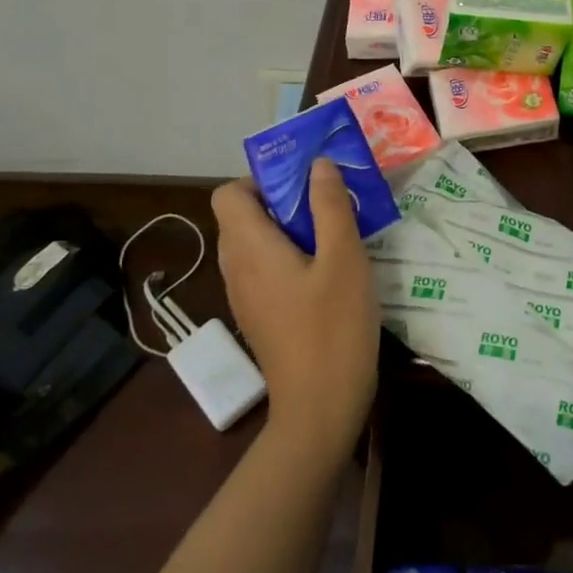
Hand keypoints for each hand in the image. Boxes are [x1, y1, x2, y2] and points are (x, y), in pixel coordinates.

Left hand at [210, 161, 379, 461]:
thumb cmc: (333, 327)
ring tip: (334, 235)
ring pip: (255, 243)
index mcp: (249, 247)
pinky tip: (329, 273)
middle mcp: (236, 268)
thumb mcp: (343, 258)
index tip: (304, 185)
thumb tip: (317, 164)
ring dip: (290, 229)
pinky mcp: (260, 316)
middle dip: (283, 200)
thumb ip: (330, 206)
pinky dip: (289, 257)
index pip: (228, 193)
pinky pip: (264, 269)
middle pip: (242, 216)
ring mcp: (245, 296)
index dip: (261, 180)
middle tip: (329, 205)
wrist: (320, 408)